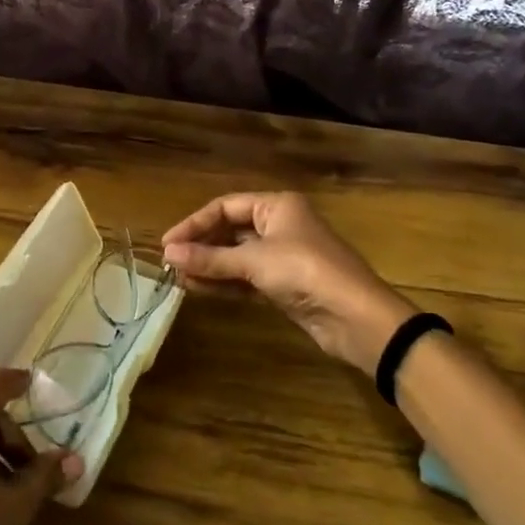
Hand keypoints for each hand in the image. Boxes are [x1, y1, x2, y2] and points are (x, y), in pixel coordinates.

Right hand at [163, 192, 415, 373]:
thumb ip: (210, 258)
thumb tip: (168, 254)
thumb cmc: (306, 272)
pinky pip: (246, 278)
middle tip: (170, 262)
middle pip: (229, 230)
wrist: (357, 319)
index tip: (168, 243)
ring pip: (236, 256)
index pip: (225, 207)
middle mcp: (279, 225)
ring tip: (177, 278)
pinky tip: (198, 289)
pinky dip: (224, 283)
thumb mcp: (254, 261)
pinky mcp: (284, 285)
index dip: (194, 223)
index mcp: (276, 206)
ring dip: (209, 266)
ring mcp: (282, 256)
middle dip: (200, 246)